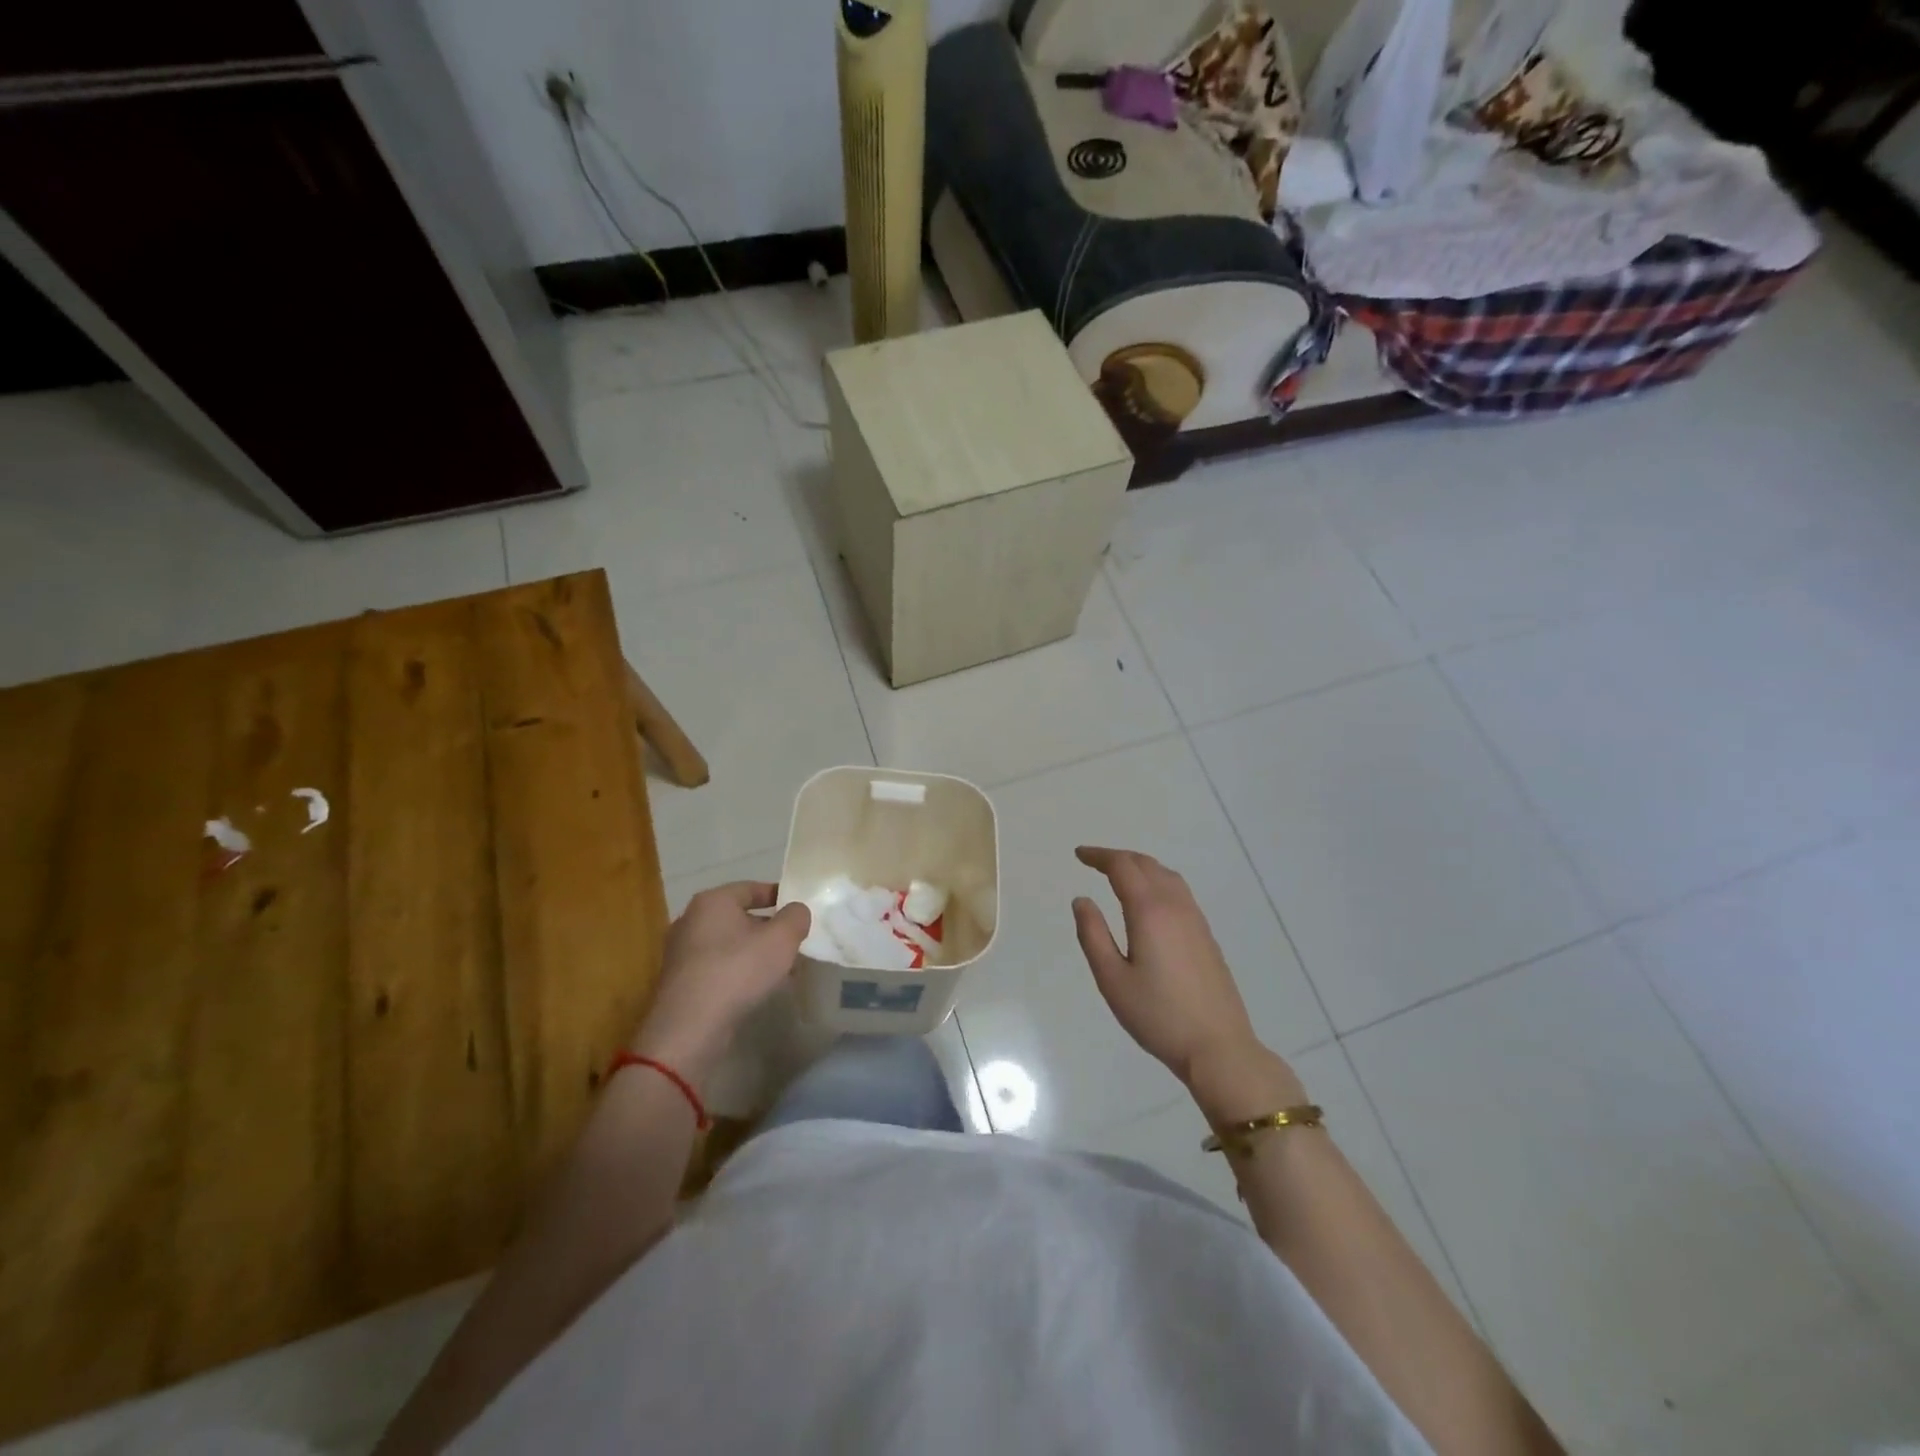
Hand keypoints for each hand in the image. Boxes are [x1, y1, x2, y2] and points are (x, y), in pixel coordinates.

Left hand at [630, 883, 810, 1083]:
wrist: (690, 1027)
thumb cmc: (738, 970)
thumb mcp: (781, 939)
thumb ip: (796, 917)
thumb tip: (796, 912)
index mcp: (713, 900)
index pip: (751, 888)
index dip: (778, 896)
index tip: (798, 910)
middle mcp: (691, 919)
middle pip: (739, 917)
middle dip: (768, 928)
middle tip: (793, 942)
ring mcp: (681, 952)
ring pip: (729, 944)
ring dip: (755, 952)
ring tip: (781, 969)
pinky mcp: (679, 981)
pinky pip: (717, 966)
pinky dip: (738, 971)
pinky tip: (756, 989)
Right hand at [1072, 847, 1303, 1123]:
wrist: (1218, 1046)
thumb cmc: (1157, 1015)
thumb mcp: (1112, 979)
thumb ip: (1093, 935)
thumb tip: (1082, 900)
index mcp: (1149, 911)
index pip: (1122, 867)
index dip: (1099, 856)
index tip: (1078, 855)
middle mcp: (1175, 906)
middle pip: (1146, 864)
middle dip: (1118, 857)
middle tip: (1093, 861)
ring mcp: (1195, 919)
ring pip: (1166, 875)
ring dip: (1140, 866)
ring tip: (1119, 874)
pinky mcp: (1206, 935)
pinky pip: (1179, 891)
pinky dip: (1157, 881)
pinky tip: (1149, 900)